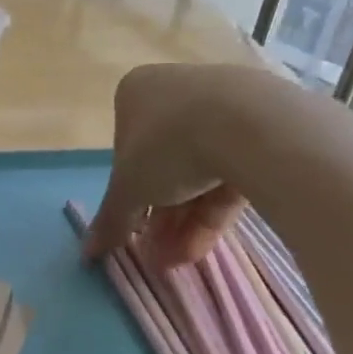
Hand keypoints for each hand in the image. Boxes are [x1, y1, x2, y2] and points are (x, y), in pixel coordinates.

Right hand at [85, 64, 247, 267]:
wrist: (251, 125)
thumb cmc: (167, 144)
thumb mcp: (128, 189)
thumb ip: (110, 218)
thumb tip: (88, 251)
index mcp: (137, 93)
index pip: (126, 149)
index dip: (129, 194)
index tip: (133, 228)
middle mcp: (178, 92)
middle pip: (164, 164)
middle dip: (160, 216)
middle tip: (156, 254)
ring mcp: (225, 106)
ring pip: (199, 172)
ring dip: (184, 222)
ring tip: (180, 261)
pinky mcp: (264, 128)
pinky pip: (232, 172)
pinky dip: (215, 210)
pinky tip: (204, 246)